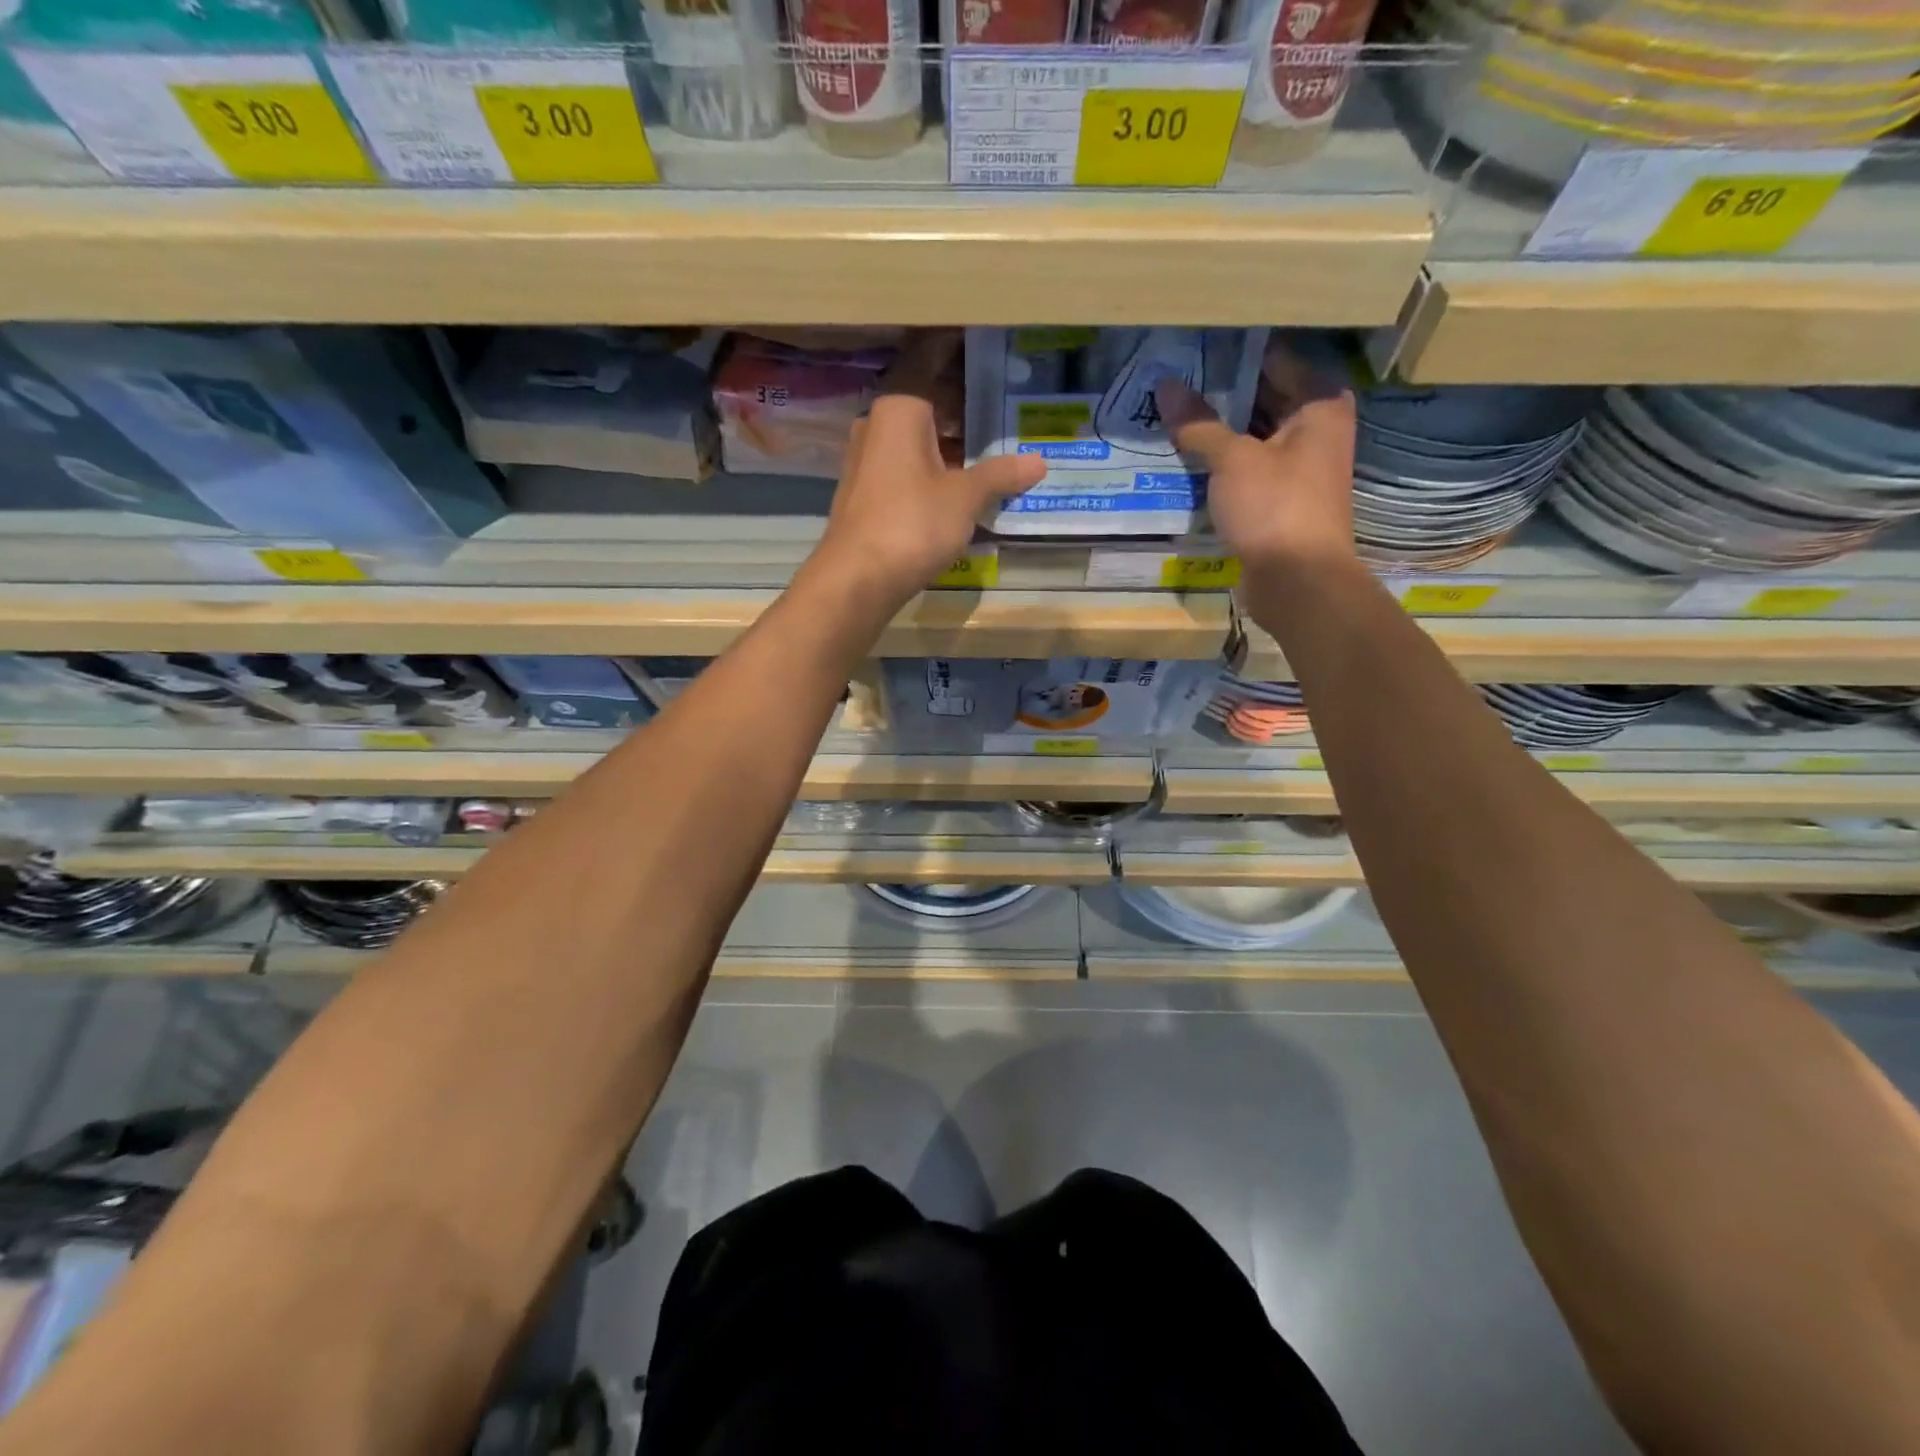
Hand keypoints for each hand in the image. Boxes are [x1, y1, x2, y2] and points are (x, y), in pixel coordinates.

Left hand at [815, 332, 1045, 603]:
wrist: (857, 579)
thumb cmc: (912, 523)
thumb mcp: (964, 497)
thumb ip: (1000, 475)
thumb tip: (1039, 461)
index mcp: (899, 408)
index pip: (929, 360)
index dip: (957, 349)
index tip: (987, 342)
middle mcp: (877, 425)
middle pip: (924, 400)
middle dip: (961, 402)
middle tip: (1004, 400)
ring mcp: (867, 460)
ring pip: (915, 437)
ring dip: (948, 440)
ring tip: (990, 443)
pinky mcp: (866, 493)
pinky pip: (905, 466)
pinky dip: (932, 466)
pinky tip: (958, 481)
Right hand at [1156, 350, 1356, 574]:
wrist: (1298, 582)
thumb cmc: (1275, 507)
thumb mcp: (1232, 459)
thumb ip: (1198, 423)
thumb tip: (1164, 386)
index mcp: (1319, 405)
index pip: (1275, 360)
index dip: (1233, 353)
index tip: (1192, 347)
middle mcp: (1315, 430)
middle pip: (1263, 398)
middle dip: (1219, 392)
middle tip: (1171, 378)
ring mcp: (1298, 467)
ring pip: (1252, 436)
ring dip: (1216, 430)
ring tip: (1169, 412)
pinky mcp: (1280, 500)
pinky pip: (1247, 468)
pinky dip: (1221, 462)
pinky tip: (1185, 455)